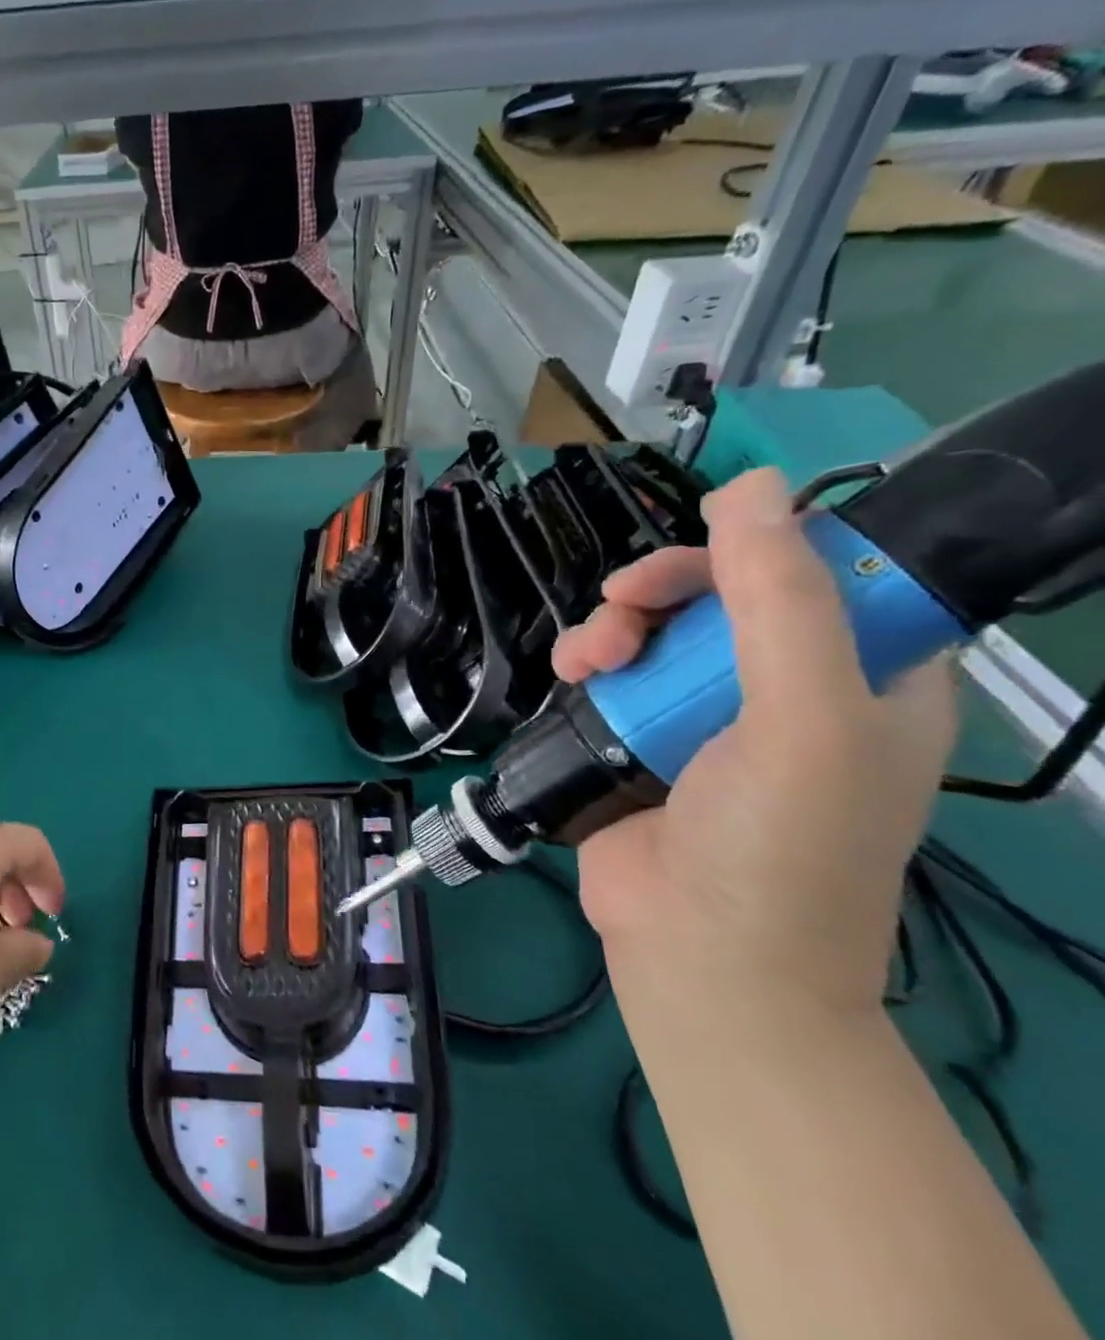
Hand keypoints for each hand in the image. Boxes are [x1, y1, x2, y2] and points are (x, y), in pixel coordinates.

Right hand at [551, 468, 957, 1027]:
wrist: (698, 953)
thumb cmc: (780, 844)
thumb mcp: (801, 717)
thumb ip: (779, 601)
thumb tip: (745, 487)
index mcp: (866, 678)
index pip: (827, 574)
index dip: (765, 548)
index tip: (708, 550)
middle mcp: (788, 688)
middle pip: (723, 594)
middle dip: (666, 588)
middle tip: (623, 602)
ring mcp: (706, 714)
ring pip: (655, 629)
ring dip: (613, 627)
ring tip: (588, 658)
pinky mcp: (640, 735)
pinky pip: (613, 671)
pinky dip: (587, 662)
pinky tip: (572, 674)